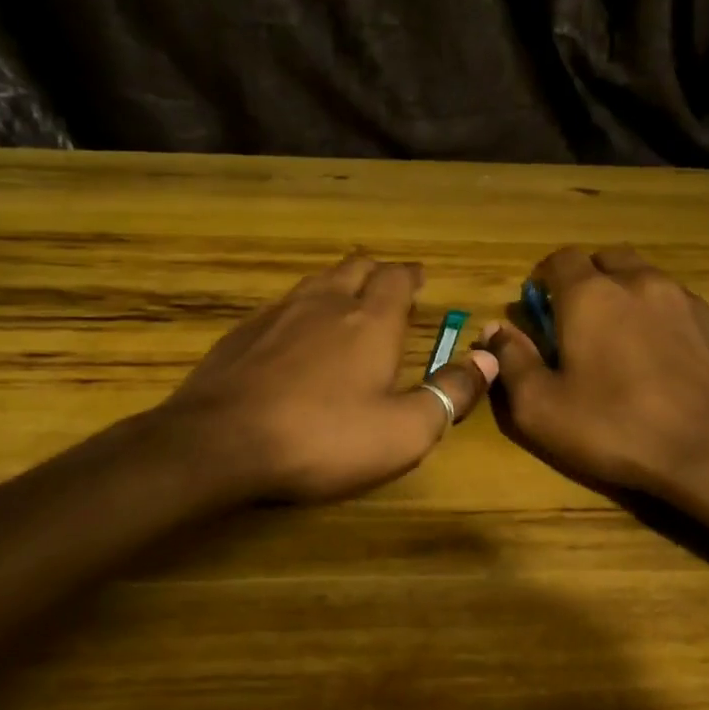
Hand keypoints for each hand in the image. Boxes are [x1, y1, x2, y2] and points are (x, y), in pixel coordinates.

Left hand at [162, 254, 496, 502]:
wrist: (220, 443)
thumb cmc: (323, 438)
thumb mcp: (403, 431)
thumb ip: (450, 393)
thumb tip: (488, 359)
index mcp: (370, 321)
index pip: (397, 278)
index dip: (412, 276)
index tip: (419, 279)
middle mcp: (325, 304)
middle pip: (355, 267)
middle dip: (376, 272)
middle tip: (387, 288)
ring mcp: (277, 314)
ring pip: (315, 282)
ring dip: (337, 285)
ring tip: (345, 302)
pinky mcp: (241, 334)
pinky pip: (281, 307)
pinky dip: (300, 311)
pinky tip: (293, 336)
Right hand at [482, 246, 708, 496]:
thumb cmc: (615, 428)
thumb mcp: (541, 407)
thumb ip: (511, 361)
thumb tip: (495, 329)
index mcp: (590, 295)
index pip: (560, 259)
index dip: (543, 280)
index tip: (539, 311)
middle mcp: (638, 282)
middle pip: (605, 258)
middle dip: (585, 279)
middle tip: (576, 322)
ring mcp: (682, 299)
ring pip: (643, 276)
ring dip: (623, 294)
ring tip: (617, 339)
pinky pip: (673, 301)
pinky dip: (655, 314)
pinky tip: (656, 356)